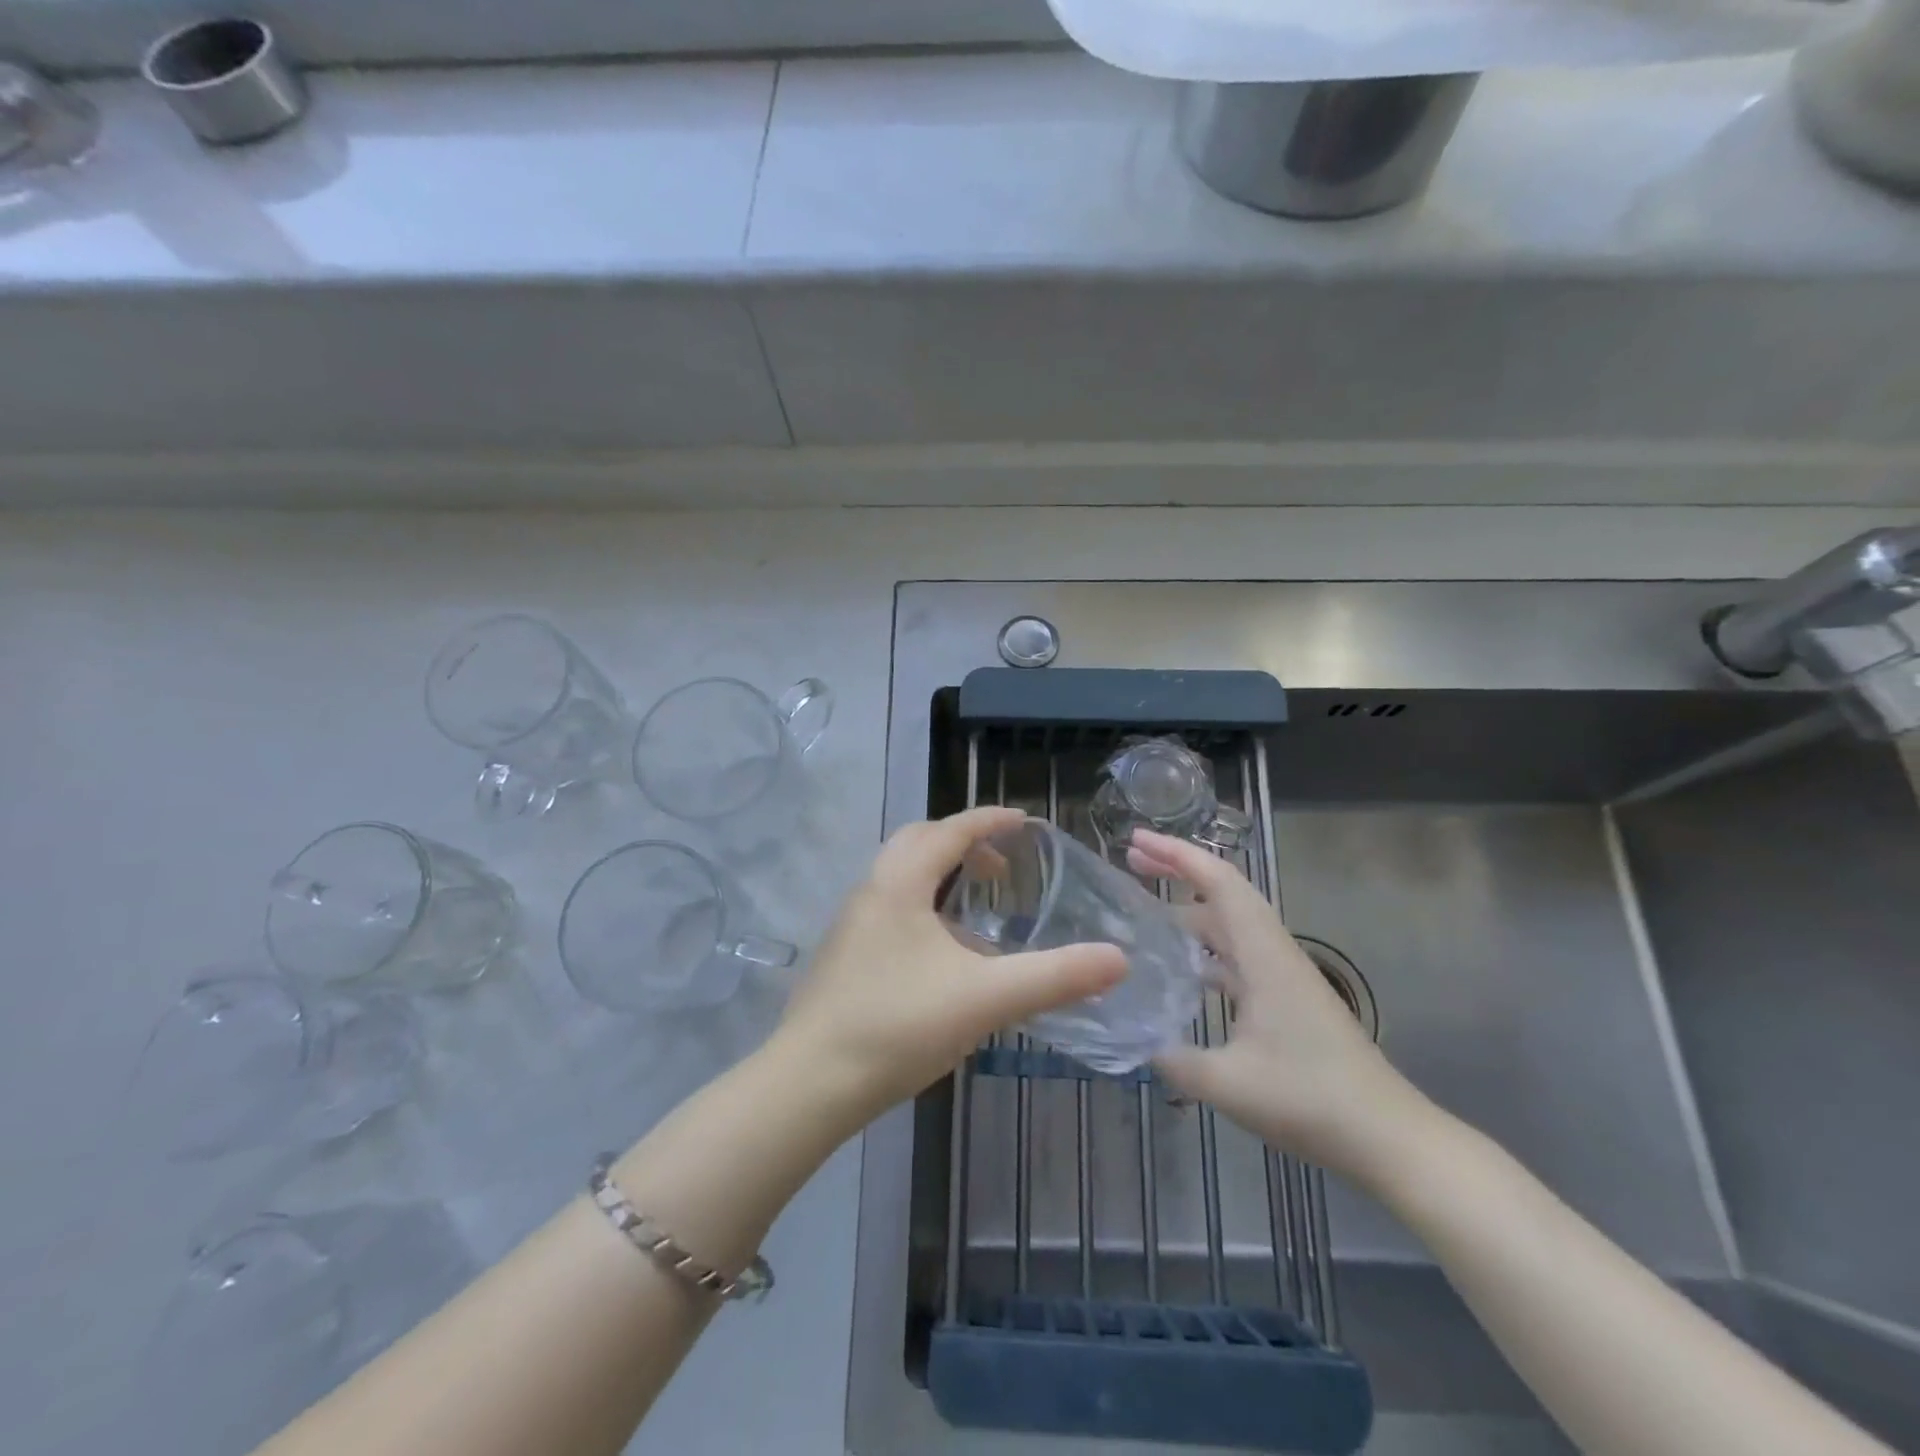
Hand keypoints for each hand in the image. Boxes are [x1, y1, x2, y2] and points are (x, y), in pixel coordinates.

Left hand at [772, 808, 1127, 1128]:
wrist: (811, 1083)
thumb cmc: (899, 1025)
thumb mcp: (986, 998)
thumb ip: (1054, 977)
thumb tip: (1117, 959)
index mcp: (900, 883)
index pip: (950, 831)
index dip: (990, 821)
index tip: (1025, 822)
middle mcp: (871, 890)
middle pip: (918, 842)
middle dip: (962, 842)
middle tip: (1002, 867)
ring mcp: (851, 923)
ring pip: (899, 876)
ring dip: (939, 874)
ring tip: (977, 908)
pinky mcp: (843, 955)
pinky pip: (889, 906)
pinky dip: (922, 905)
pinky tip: (942, 955)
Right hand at [1128, 830, 1433, 1182]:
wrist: (1387, 1138)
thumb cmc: (1309, 1100)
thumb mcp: (1226, 1083)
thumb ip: (1172, 1058)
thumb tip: (1134, 1039)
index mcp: (1263, 954)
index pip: (1219, 882)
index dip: (1176, 854)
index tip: (1136, 840)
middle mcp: (1273, 952)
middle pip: (1223, 892)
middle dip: (1178, 870)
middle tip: (1131, 861)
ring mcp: (1281, 976)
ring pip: (1230, 924)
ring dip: (1189, 909)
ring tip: (1144, 910)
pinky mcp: (1286, 1000)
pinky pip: (1237, 955)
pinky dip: (1205, 948)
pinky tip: (1180, 969)